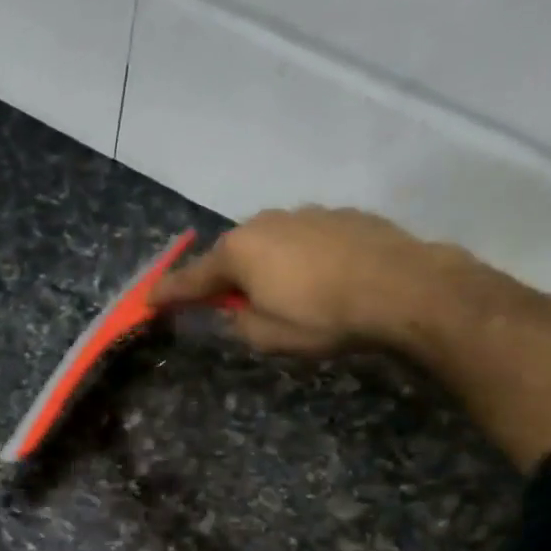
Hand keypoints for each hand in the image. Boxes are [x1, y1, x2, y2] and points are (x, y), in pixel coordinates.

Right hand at [152, 206, 482, 357]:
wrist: (402, 288)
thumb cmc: (323, 317)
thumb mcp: (266, 336)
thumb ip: (237, 322)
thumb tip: (235, 309)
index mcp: (239, 252)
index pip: (192, 278)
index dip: (168, 293)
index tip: (148, 301)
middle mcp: (265, 223)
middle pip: (231, 255)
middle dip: (224, 278)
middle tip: (226, 304)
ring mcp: (305, 214)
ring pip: (270, 244)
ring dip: (266, 267)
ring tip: (284, 295)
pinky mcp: (341, 216)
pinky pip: (305, 241)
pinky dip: (300, 259)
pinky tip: (321, 280)